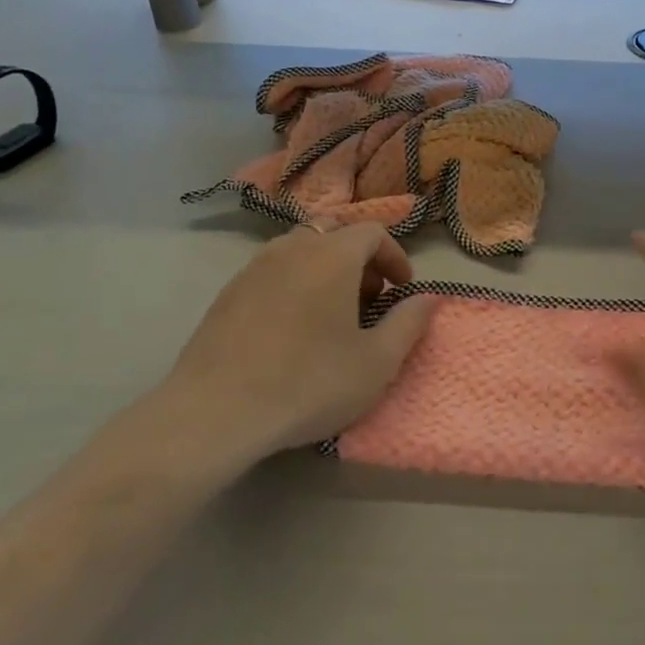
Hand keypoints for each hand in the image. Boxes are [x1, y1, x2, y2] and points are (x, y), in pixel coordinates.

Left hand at [157, 223, 435, 460]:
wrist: (215, 412)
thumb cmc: (309, 383)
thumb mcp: (377, 363)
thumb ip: (409, 323)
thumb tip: (428, 298)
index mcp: (332, 255)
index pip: (372, 233)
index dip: (395, 257)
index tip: (403, 289)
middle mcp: (292, 248)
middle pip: (334, 234)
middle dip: (359, 260)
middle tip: (369, 300)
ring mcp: (254, 267)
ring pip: (300, 250)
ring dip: (325, 270)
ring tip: (331, 315)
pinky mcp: (227, 292)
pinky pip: (272, 272)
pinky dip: (294, 284)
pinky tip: (291, 329)